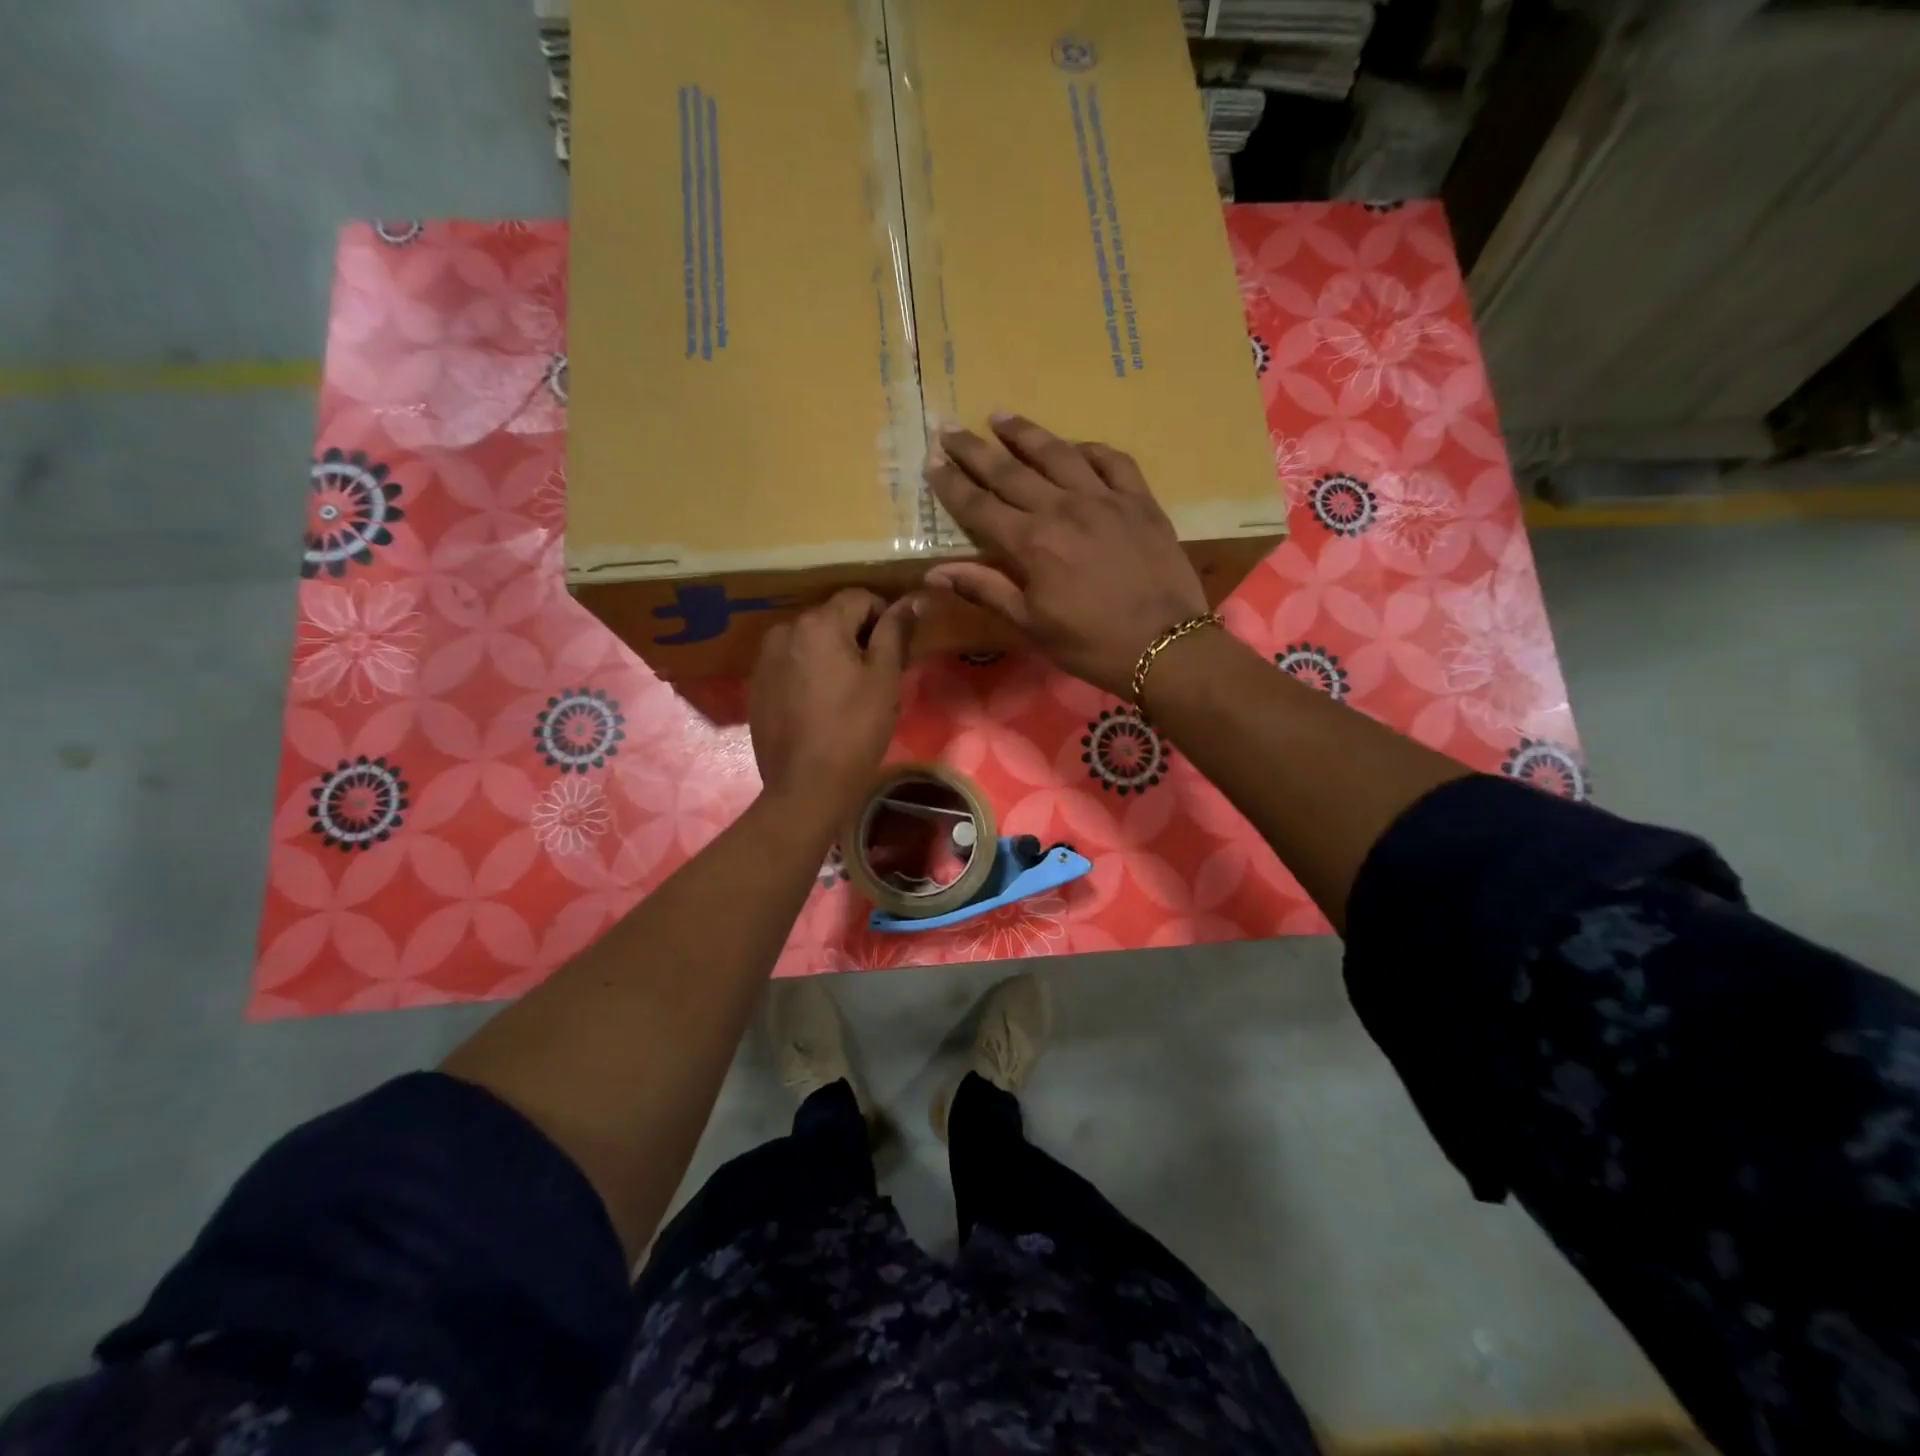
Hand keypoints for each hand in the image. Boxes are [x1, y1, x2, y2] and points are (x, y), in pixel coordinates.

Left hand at [750, 589, 917, 822]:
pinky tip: (821, 705)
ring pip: (810, 642)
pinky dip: (809, 673)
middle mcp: (785, 630)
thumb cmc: (855, 729)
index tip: (898, 650)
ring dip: (831, 654)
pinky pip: (791, 664)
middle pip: (831, 618)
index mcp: (818, 623)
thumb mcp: (885, 678)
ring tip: (848, 691)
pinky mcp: (757, 686)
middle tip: (877, 673)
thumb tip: (912, 600)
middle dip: (857, 636)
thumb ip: (896, 632)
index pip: (859, 598)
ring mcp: (765, 659)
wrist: (806, 786)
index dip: (885, 617)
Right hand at [923, 413, 1208, 696]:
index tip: (931, 461)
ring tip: (1001, 417)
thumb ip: (985, 590)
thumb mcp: (1031, 625)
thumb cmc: (1091, 644)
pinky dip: (1090, 449)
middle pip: (1010, 471)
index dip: (952, 483)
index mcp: (1032, 542)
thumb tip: (935, 574)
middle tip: (949, 426)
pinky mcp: (1140, 501)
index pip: (979, 505)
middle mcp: (1063, 508)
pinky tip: (1076, 446)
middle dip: (975, 450)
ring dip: (1026, 434)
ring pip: (1058, 454)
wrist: (1166, 647)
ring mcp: (1105, 499)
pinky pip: (1112, 461)